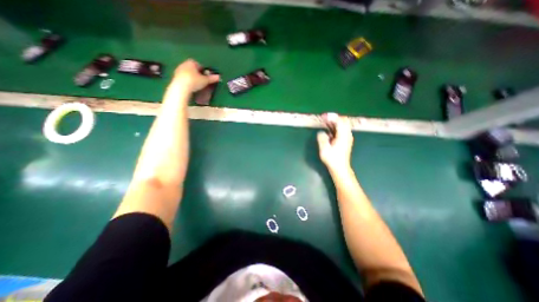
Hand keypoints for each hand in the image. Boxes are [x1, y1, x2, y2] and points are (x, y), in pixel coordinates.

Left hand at [171, 57, 219, 91]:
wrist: (181, 87)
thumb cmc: (194, 81)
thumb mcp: (205, 80)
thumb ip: (212, 78)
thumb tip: (219, 77)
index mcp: (192, 62)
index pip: (200, 65)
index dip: (204, 71)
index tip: (207, 77)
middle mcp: (184, 64)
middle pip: (193, 68)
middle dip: (198, 74)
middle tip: (203, 81)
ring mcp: (178, 70)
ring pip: (188, 73)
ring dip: (192, 77)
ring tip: (197, 85)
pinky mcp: (175, 77)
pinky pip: (184, 78)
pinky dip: (188, 81)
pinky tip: (190, 87)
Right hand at [317, 114, 354, 174]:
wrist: (340, 168)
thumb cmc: (332, 159)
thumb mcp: (324, 149)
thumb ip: (322, 139)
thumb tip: (321, 132)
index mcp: (343, 136)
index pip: (340, 121)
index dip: (332, 117)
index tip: (323, 116)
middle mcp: (347, 135)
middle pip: (343, 121)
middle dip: (333, 118)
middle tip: (324, 117)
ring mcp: (347, 138)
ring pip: (342, 125)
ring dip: (333, 122)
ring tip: (324, 121)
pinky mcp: (345, 140)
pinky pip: (340, 130)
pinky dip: (334, 127)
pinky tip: (328, 129)